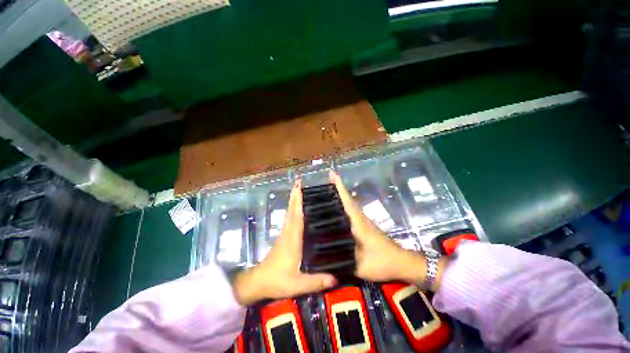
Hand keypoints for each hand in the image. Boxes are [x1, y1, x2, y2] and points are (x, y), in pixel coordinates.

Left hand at [233, 179, 336, 305]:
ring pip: (289, 213)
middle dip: (294, 196)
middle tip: (298, 182)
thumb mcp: (297, 284)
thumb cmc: (277, 280)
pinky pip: (288, 219)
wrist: (257, 282)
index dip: (298, 201)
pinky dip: (292, 210)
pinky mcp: (282, 238)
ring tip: (298, 190)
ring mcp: (284, 234)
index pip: (296, 216)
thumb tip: (336, 279)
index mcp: (292, 239)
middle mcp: (288, 233)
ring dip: (293, 201)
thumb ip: (316, 281)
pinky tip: (296, 209)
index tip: (299, 188)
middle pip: (291, 210)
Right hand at [330, 171, 446, 290]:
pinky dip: (345, 206)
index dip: (340, 189)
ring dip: (341, 196)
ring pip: (351, 205)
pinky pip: (353, 213)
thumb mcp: (361, 267)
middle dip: (338, 189)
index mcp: (359, 225)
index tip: (333, 175)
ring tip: (328, 191)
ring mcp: (365, 222)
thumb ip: (343, 262)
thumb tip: (326, 258)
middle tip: (326, 180)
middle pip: (348, 200)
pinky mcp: (366, 227)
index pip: (348, 203)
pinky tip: (338, 210)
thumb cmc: (383, 263)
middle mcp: (361, 219)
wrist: (403, 263)